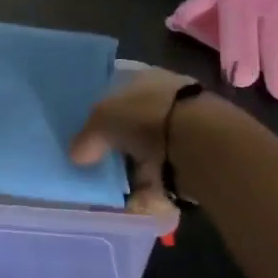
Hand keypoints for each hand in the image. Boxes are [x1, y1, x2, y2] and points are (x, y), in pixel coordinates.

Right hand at [69, 68, 200, 232]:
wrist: (201, 143)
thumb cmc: (147, 117)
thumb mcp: (103, 119)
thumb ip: (87, 136)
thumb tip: (76, 155)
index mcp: (144, 76)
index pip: (118, 88)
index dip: (102, 108)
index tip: (87, 130)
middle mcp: (165, 97)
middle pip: (133, 122)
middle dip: (118, 143)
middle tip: (98, 163)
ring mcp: (184, 127)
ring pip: (149, 150)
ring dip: (135, 168)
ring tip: (116, 188)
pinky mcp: (195, 157)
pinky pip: (165, 174)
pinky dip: (151, 188)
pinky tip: (136, 201)